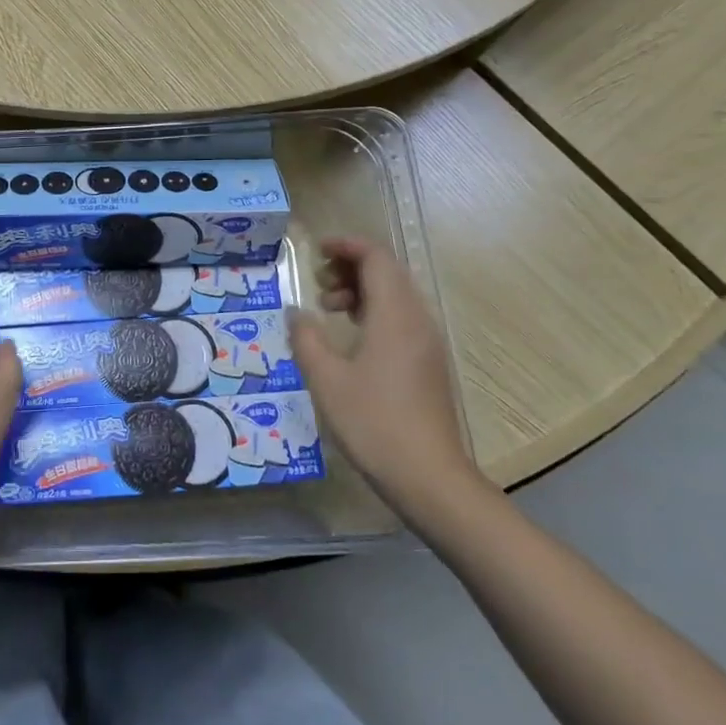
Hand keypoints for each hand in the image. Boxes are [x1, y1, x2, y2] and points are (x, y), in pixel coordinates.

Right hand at [288, 236, 481, 525]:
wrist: (430, 479)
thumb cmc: (374, 423)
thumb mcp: (326, 379)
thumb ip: (306, 338)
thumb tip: (295, 312)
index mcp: (395, 315)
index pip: (376, 257)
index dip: (346, 245)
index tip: (316, 250)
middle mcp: (417, 319)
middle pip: (387, 271)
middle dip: (350, 266)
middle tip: (317, 283)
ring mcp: (426, 342)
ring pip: (395, 295)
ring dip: (360, 290)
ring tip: (328, 309)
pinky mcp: (428, 363)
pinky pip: (400, 317)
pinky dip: (373, 311)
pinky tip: (351, 337)